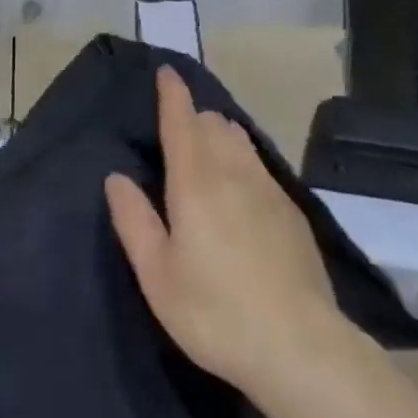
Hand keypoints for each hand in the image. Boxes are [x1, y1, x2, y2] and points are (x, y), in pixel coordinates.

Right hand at [106, 67, 343, 410]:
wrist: (299, 346)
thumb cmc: (214, 312)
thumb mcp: (157, 275)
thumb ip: (134, 220)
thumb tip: (117, 177)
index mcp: (195, 183)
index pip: (182, 121)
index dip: (172, 93)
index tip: (167, 71)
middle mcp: (233, 173)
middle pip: (213, 124)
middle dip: (193, 114)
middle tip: (176, 124)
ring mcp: (269, 189)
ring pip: (240, 140)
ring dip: (219, 132)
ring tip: (205, 145)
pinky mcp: (291, 211)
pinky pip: (259, 164)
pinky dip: (241, 156)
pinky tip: (238, 183)